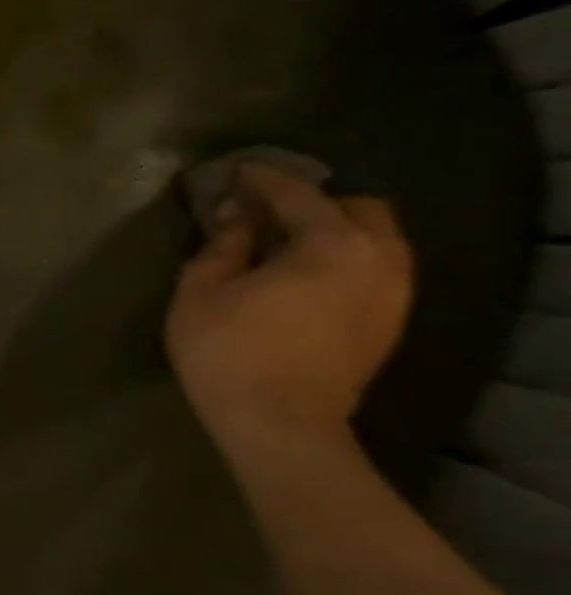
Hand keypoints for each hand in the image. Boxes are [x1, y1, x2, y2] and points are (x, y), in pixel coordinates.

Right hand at [166, 164, 413, 463]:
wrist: (279, 423)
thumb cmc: (228, 350)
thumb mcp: (201, 290)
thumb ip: (223, 245)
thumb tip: (236, 216)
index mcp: (331, 245)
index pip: (296, 194)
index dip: (260, 179)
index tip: (232, 172)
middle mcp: (379, 259)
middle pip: (356, 208)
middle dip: (311, 202)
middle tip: (261, 212)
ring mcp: (393, 293)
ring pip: (374, 240)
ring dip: (331, 231)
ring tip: (280, 243)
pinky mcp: (388, 321)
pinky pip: (373, 269)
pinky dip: (341, 259)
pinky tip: (301, 275)